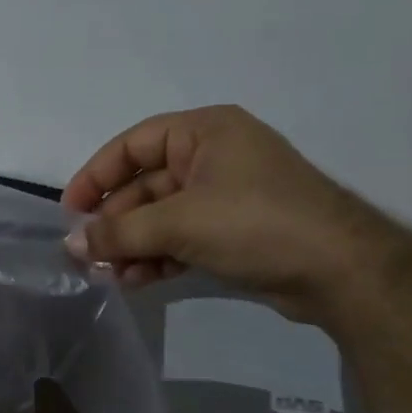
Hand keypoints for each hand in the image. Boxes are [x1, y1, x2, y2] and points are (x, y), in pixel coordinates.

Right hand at [60, 105, 403, 322]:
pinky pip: (181, 237)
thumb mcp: (179, 223)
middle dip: (115, 223)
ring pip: (160, 217)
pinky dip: (158, 256)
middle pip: (144, 185)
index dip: (96, 176)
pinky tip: (138, 280)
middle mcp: (213, 157)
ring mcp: (225, 195)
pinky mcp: (234, 231)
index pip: (133, 145)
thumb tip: (70, 244)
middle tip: (88, 256)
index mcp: (204, 132)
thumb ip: (119, 232)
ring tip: (110, 276)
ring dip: (133, 245)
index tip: (71, 211)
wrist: (341, 270)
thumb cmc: (255, 224)